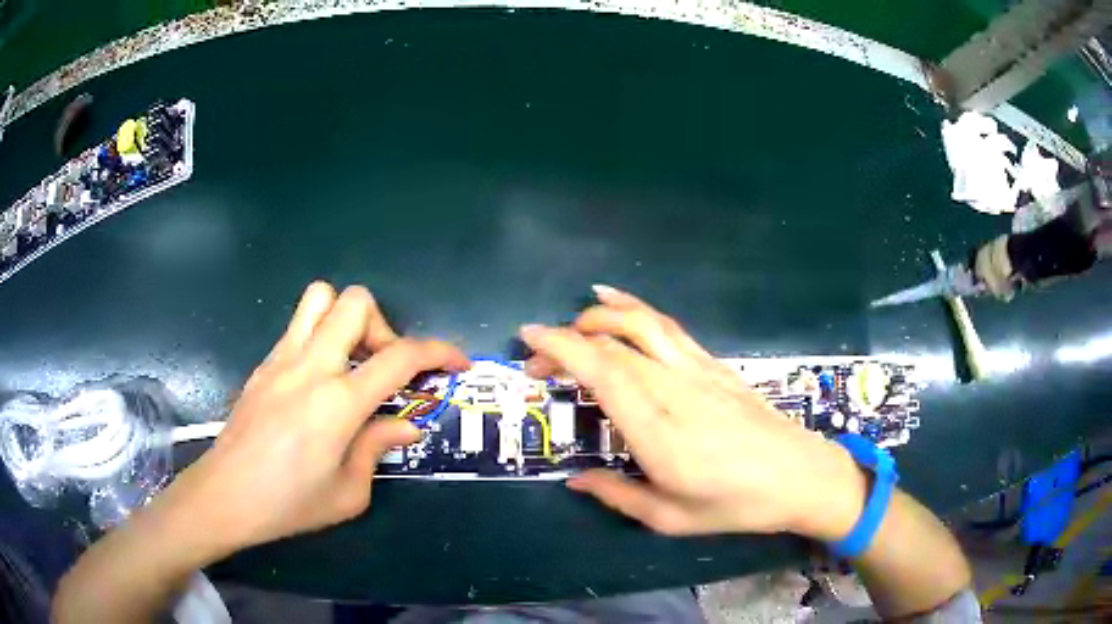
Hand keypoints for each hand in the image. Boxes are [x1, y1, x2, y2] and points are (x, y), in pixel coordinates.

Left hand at [159, 282, 468, 554]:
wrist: (225, 495)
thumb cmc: (288, 503)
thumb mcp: (348, 492)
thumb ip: (378, 449)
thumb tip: (405, 425)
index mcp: (337, 403)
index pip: (400, 356)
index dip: (439, 352)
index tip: (457, 363)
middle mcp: (311, 366)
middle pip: (357, 302)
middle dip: (385, 328)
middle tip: (385, 369)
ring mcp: (282, 358)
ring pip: (321, 297)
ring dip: (347, 319)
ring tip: (352, 362)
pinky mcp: (264, 363)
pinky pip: (299, 326)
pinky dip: (322, 337)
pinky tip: (319, 382)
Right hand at [521, 285, 865, 540]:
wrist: (799, 475)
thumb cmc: (735, 504)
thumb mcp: (670, 517)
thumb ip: (617, 495)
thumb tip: (576, 479)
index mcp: (656, 428)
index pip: (599, 370)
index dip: (559, 347)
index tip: (528, 341)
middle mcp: (672, 387)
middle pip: (612, 342)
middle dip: (567, 339)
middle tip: (539, 357)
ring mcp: (696, 369)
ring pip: (641, 323)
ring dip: (601, 314)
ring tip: (575, 319)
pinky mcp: (713, 364)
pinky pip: (669, 327)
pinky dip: (638, 310)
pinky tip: (623, 307)